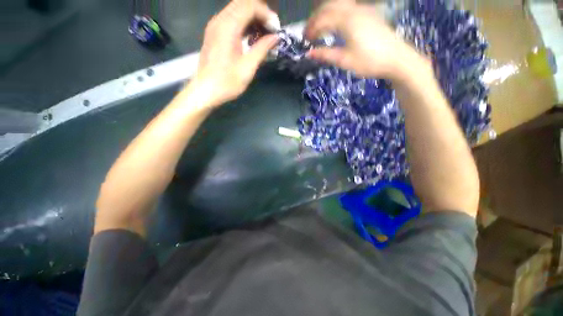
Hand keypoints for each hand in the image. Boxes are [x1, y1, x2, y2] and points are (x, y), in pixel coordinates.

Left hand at [193, 0, 278, 106]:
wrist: (205, 91)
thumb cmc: (227, 82)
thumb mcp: (248, 67)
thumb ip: (262, 49)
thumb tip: (275, 38)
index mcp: (228, 27)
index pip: (250, 6)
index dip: (266, 14)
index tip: (276, 30)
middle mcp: (220, 20)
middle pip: (243, 4)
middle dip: (260, 13)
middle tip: (271, 30)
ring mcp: (215, 26)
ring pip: (237, 10)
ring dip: (253, 18)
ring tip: (264, 34)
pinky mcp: (214, 33)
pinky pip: (231, 20)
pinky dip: (244, 24)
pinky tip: (252, 37)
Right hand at [305, 2, 429, 81]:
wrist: (396, 58)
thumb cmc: (369, 61)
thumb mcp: (345, 60)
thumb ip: (326, 55)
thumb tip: (309, 54)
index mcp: (347, 21)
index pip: (323, 20)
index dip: (311, 29)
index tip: (304, 40)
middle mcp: (354, 10)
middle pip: (329, 7)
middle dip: (316, 18)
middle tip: (308, 31)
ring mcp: (363, 9)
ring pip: (339, 4)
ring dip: (325, 13)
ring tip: (319, 26)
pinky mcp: (369, 13)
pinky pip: (347, 7)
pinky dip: (336, 12)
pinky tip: (334, 23)